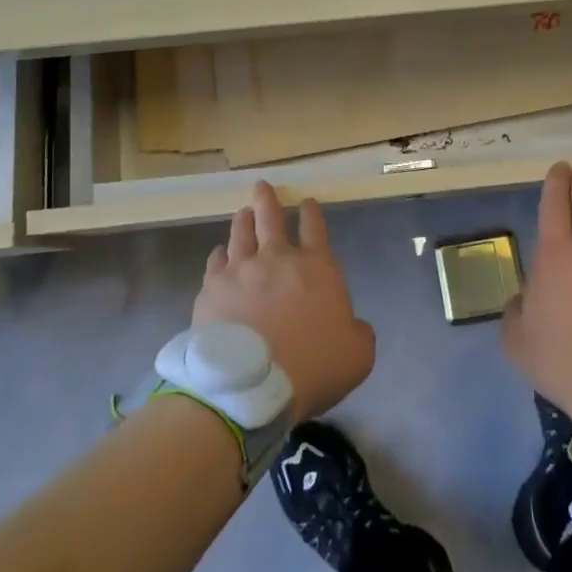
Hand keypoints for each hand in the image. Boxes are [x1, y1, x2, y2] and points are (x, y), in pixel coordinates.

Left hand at [193, 182, 375, 421]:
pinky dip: (219, 255)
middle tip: (262, 187)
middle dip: (268, 200)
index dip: (311, 213)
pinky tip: (218, 254)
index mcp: (317, 268)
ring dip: (243, 220)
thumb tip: (352, 326)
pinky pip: (215, 263)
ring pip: (241, 234)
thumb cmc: (313, 366)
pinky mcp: (213, 289)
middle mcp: (277, 259)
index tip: (307, 202)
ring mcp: (241, 271)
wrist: (251, 385)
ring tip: (242, 212)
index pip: (316, 229)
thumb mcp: (358, 355)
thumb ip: (358, 333)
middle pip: (271, 219)